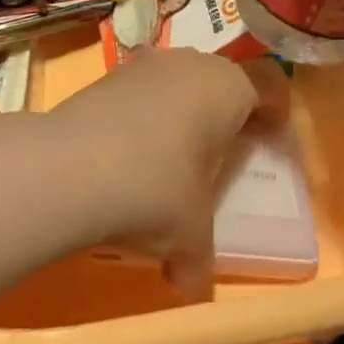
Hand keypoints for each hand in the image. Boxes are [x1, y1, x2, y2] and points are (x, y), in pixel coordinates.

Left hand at [45, 48, 267, 294]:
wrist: (69, 168)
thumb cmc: (154, 191)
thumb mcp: (190, 235)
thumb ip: (197, 256)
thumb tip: (185, 280)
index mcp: (227, 87)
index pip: (268, 81)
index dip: (274, 109)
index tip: (269, 138)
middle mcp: (190, 63)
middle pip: (221, 78)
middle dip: (225, 112)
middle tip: (221, 153)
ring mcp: (145, 64)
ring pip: (178, 80)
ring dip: (182, 111)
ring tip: (171, 157)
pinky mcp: (108, 75)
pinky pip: (142, 90)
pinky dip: (145, 115)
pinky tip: (129, 154)